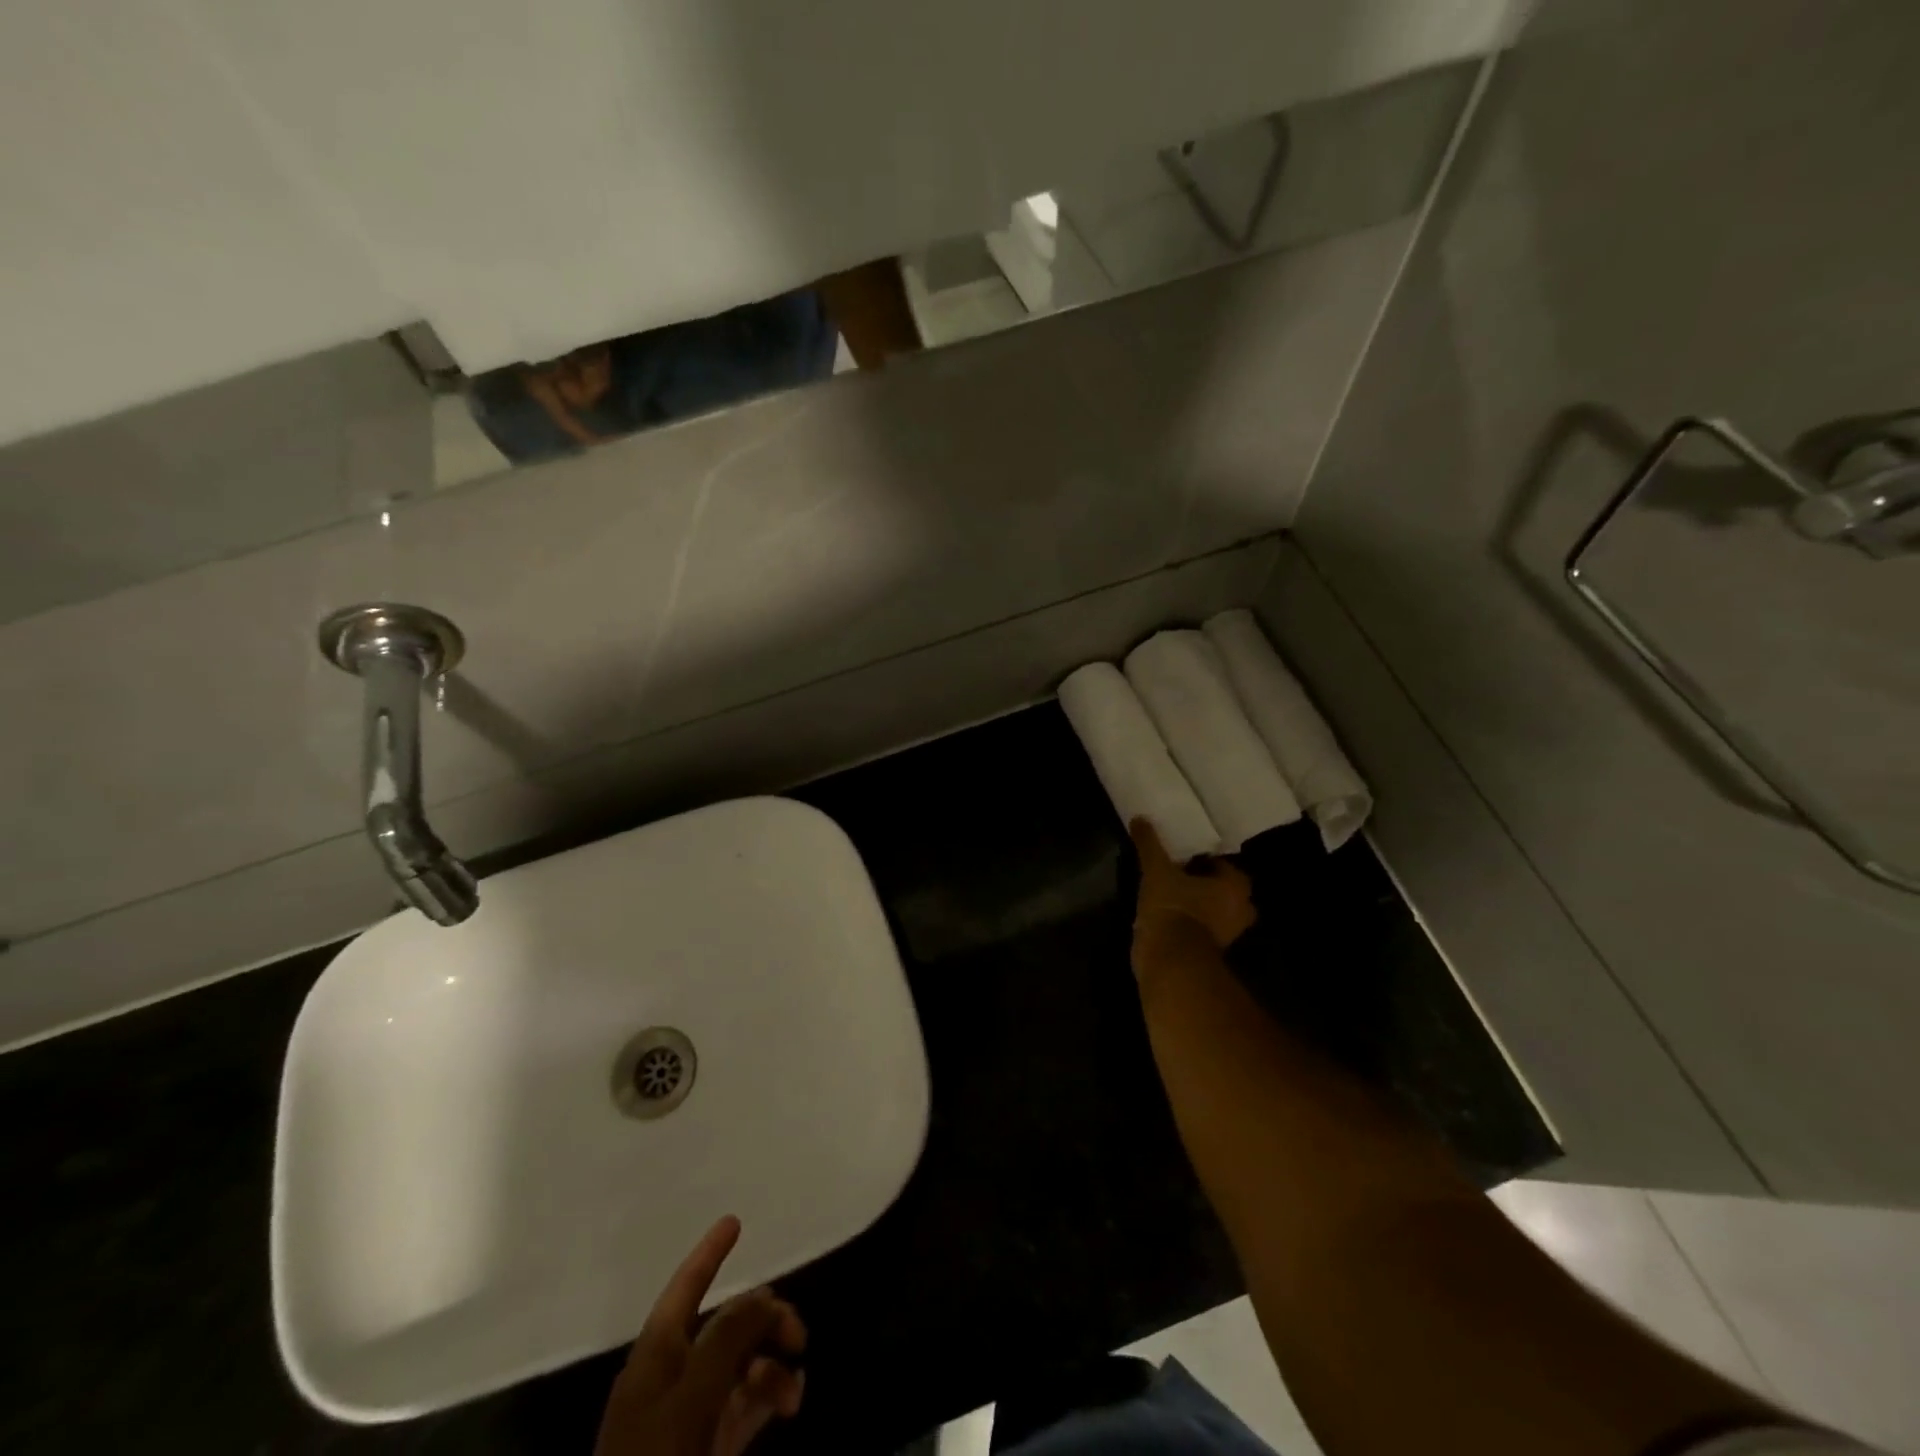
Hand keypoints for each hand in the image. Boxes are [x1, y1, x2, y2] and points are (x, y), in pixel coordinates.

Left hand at [594, 1217, 807, 1455]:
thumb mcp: (691, 1398)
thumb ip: (727, 1339)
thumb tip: (763, 1296)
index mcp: (656, 1354)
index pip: (685, 1288)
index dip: (709, 1253)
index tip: (735, 1220)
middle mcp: (672, 1375)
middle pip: (725, 1325)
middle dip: (764, 1319)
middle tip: (798, 1335)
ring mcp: (690, 1415)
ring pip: (741, 1364)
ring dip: (773, 1363)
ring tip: (797, 1386)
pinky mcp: (708, 1448)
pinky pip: (745, 1404)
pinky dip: (770, 1395)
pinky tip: (792, 1401)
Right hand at [1129, 817, 1257, 964]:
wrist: (1170, 959)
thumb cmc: (1173, 908)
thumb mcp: (1157, 871)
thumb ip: (1150, 844)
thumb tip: (1140, 818)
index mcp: (1235, 887)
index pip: (1224, 864)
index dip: (1204, 859)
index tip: (1184, 856)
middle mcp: (1239, 910)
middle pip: (1223, 889)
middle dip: (1205, 883)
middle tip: (1179, 873)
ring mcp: (1226, 934)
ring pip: (1214, 911)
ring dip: (1198, 904)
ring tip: (1171, 893)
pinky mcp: (1209, 951)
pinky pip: (1202, 929)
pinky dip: (1189, 923)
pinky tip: (1167, 914)